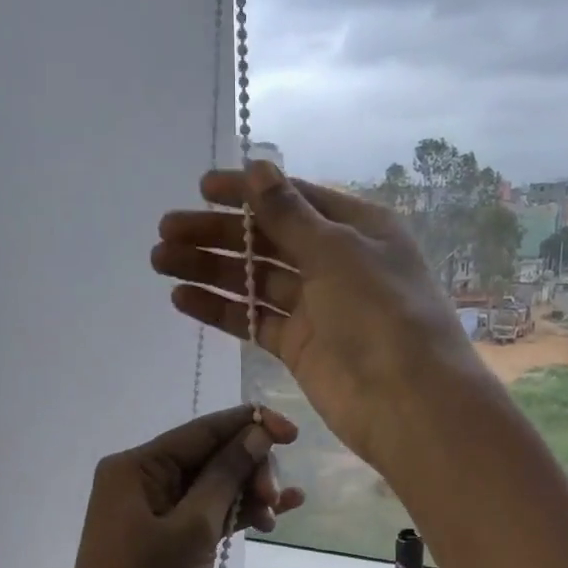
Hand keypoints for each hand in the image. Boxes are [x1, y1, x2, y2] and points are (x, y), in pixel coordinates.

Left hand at [52, 406, 302, 567]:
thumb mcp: (193, 526)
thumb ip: (226, 475)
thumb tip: (257, 432)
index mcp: (136, 467)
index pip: (202, 431)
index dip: (249, 425)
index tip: (292, 432)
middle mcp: (143, 481)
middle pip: (209, 457)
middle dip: (248, 470)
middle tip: (274, 498)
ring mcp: (155, 513)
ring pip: (213, 488)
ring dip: (248, 494)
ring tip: (278, 513)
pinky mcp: (168, 542)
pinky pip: (209, 515)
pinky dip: (237, 515)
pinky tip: (274, 518)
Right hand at [152, 162, 489, 471]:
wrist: (407, 400)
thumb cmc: (380, 311)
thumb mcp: (337, 251)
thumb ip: (290, 214)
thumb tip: (259, 167)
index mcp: (357, 229)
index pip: (294, 200)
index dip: (248, 192)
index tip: (202, 188)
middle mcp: (336, 263)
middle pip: (268, 240)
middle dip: (218, 233)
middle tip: (167, 230)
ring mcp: (317, 307)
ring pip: (255, 280)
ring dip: (211, 269)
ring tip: (161, 260)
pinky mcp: (299, 346)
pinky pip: (254, 320)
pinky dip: (222, 309)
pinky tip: (182, 298)